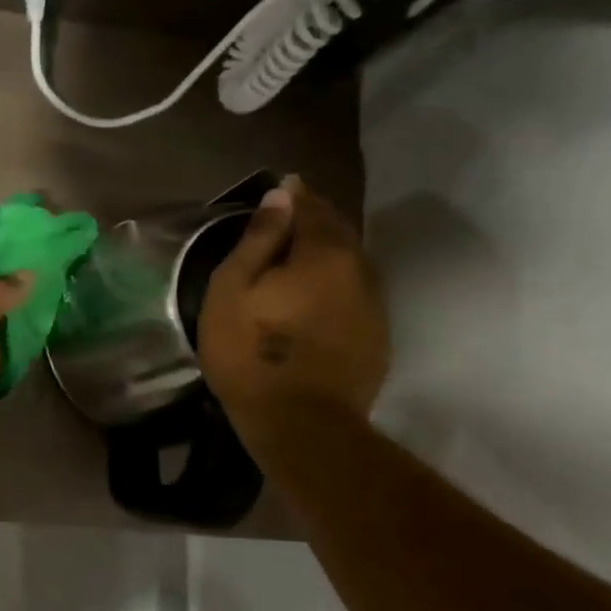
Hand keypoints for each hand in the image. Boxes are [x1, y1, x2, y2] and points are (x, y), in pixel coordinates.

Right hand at [198, 176, 389, 424]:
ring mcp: (374, 304)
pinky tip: (316, 293)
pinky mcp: (377, 335)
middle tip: (285, 217)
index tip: (281, 186)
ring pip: (351, 260)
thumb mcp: (233, 289)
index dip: (294, 194)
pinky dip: (336, 280)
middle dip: (313, 218)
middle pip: (338, 230)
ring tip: (299, 253)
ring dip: (327, 250)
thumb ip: (258, 239)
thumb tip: (281, 196)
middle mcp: (359, 269)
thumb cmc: (251, 352)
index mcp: (324, 253)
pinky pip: (356, 289)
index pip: (311, 207)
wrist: (302, 425)